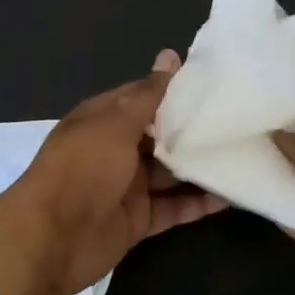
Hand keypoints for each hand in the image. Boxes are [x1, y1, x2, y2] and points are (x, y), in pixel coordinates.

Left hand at [7, 50, 225, 294]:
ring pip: (170, 173)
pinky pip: (173, 208)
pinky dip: (198, 203)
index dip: (175, 90)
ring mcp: (127, 186)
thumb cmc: (82, 170)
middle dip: (193, 130)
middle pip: (160, 136)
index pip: (144, 97)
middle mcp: (115, 150)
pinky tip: (232, 196)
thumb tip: (170, 55)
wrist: (51, 239)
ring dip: (200, 167)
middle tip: (239, 120)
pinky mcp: (137, 219)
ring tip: (243, 155)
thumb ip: (148, 95)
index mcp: (104, 120)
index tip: (216, 83)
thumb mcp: (115, 125)